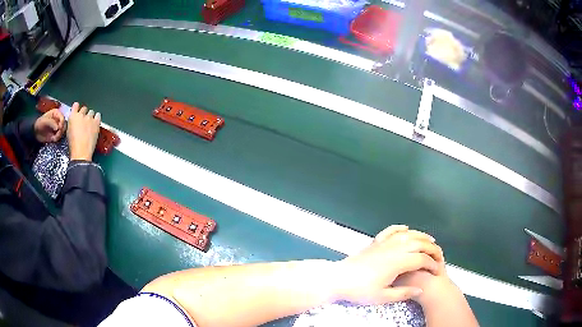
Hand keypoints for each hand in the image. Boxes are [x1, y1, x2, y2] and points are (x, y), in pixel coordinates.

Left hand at [34, 108, 65, 142]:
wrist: (35, 132)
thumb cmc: (40, 123)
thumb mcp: (45, 121)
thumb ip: (51, 123)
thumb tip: (58, 128)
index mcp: (56, 113)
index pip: (62, 117)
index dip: (62, 122)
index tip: (59, 127)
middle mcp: (58, 120)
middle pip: (64, 124)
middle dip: (61, 129)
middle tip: (58, 133)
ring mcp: (57, 127)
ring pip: (62, 131)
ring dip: (59, 135)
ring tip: (54, 137)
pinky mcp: (55, 134)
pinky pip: (59, 137)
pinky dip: (57, 138)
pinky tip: (53, 139)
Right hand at [67, 103, 100, 160]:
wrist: (81, 152)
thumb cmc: (73, 145)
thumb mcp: (69, 131)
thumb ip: (72, 122)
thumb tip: (75, 121)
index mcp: (72, 116)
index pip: (75, 105)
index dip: (77, 108)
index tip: (78, 111)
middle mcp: (81, 114)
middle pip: (84, 108)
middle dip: (84, 114)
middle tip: (84, 122)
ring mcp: (89, 117)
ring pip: (91, 112)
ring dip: (90, 116)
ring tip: (90, 124)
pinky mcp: (96, 122)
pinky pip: (98, 115)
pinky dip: (97, 118)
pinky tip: (95, 123)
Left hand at [334, 225, 443, 304]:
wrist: (338, 279)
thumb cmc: (360, 290)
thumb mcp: (382, 297)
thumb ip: (403, 293)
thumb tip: (420, 289)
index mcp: (397, 262)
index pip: (421, 259)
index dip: (432, 264)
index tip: (437, 271)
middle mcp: (393, 249)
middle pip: (418, 243)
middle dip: (431, 247)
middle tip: (438, 254)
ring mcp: (383, 243)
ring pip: (407, 235)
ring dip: (420, 235)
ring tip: (430, 239)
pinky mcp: (375, 243)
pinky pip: (390, 231)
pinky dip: (399, 228)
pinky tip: (406, 228)